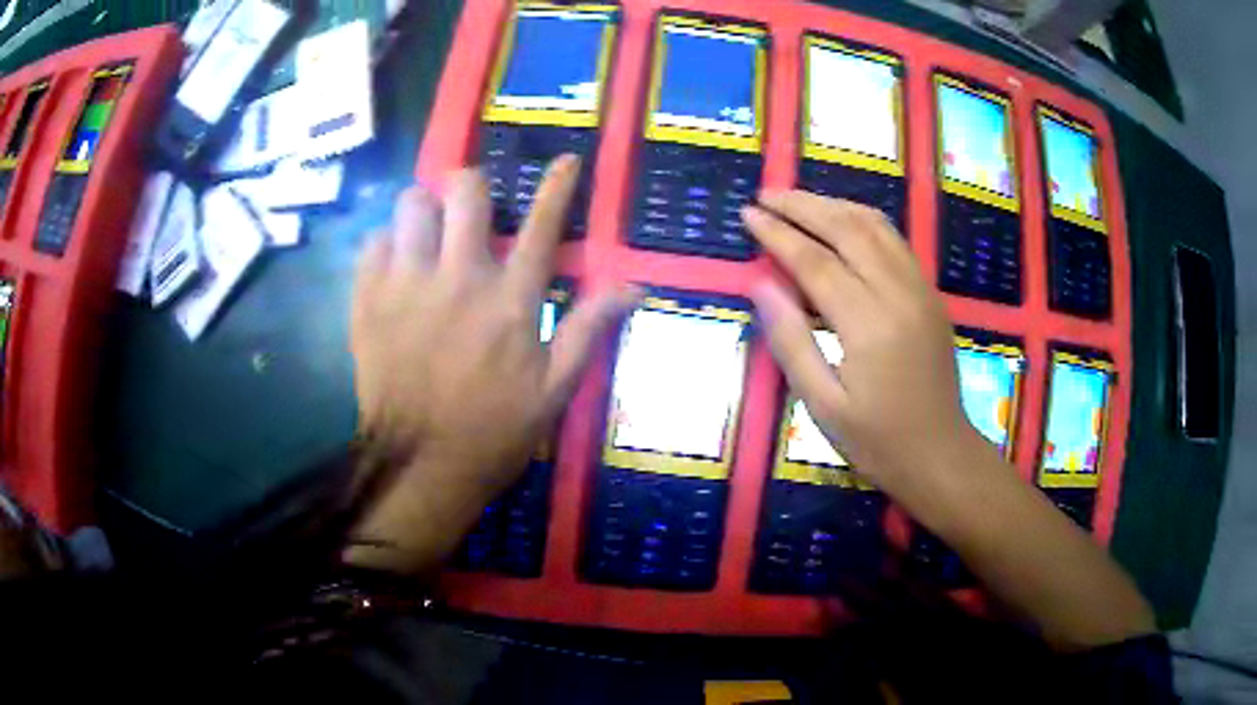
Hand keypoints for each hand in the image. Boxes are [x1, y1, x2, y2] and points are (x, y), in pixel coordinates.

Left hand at [348, 155, 636, 570]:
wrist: (419, 465)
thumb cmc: (493, 432)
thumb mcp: (554, 390)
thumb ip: (588, 330)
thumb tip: (633, 286)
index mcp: (510, 300)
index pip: (543, 225)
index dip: (559, 186)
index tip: (566, 159)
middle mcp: (458, 277)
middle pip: (464, 191)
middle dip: (471, 186)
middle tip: (469, 207)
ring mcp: (406, 285)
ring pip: (411, 205)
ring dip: (424, 210)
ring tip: (426, 233)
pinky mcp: (367, 300)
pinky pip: (372, 242)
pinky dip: (386, 245)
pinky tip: (394, 266)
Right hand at [744, 191, 1155, 647]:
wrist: (941, 456)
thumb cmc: (877, 442)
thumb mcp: (823, 404)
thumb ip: (791, 340)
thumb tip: (761, 283)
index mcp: (869, 325)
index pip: (815, 260)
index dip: (778, 234)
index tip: (748, 214)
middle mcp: (899, 294)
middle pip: (848, 228)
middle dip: (803, 205)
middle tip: (766, 194)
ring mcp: (920, 290)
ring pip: (876, 226)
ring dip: (834, 205)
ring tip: (798, 201)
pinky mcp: (930, 294)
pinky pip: (894, 241)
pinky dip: (863, 221)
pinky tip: (841, 223)